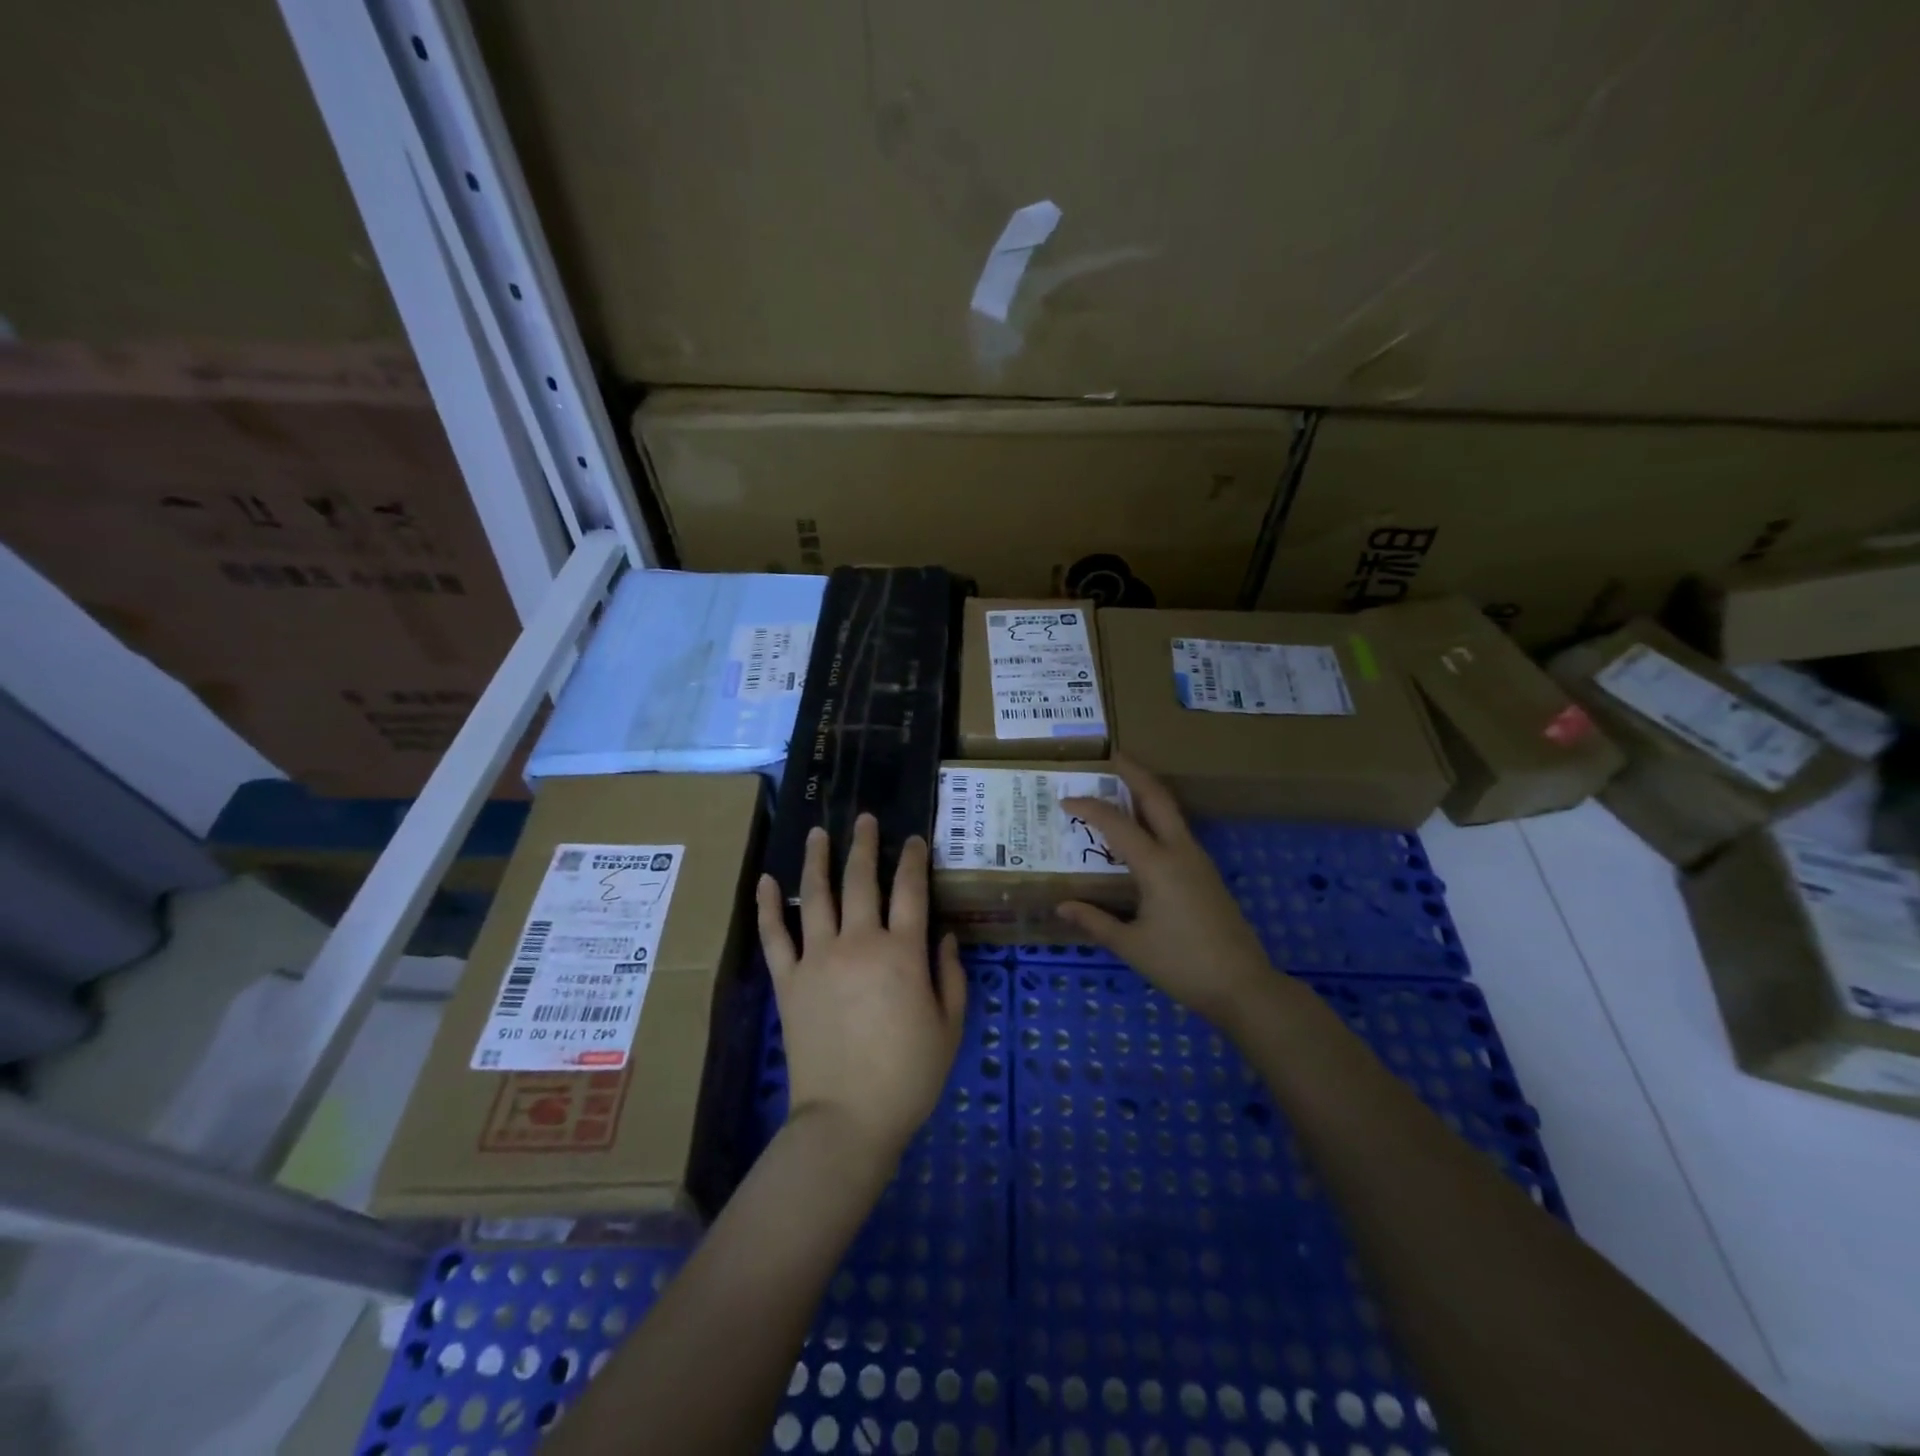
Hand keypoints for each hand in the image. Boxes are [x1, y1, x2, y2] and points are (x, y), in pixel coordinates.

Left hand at [756, 814, 966, 1168]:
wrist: (848, 1118)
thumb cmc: (908, 1075)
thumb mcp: (949, 1027)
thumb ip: (951, 975)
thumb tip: (946, 936)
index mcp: (901, 952)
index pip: (910, 890)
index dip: (914, 859)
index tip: (914, 839)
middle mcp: (858, 943)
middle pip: (861, 880)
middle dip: (864, 844)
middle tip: (864, 818)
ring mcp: (817, 958)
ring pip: (815, 896)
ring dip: (818, 860)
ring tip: (819, 833)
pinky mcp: (788, 981)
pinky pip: (774, 936)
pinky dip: (768, 906)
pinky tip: (766, 880)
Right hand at [1058, 756, 1273, 1026]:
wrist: (1243, 985)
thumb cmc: (1182, 964)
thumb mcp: (1131, 945)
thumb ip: (1095, 921)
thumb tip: (1062, 905)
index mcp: (1157, 865)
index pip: (1116, 823)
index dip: (1089, 808)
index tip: (1065, 800)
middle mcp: (1180, 851)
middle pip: (1157, 797)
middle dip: (1135, 773)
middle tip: (1113, 757)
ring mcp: (1198, 860)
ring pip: (1171, 812)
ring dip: (1147, 793)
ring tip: (1122, 787)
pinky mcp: (1206, 873)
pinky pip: (1177, 832)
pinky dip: (1156, 817)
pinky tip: (1143, 832)